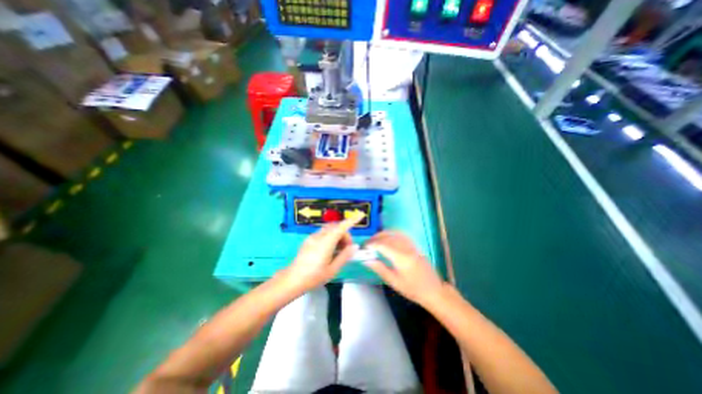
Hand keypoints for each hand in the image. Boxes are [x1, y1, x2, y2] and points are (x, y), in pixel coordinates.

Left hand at [279, 218, 358, 293]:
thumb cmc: (314, 277)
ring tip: (339, 250)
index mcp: (326, 243)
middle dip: (344, 234)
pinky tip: (330, 250)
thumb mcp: (333, 269)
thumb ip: (345, 256)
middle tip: (347, 248)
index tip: (360, 215)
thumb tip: (355, 246)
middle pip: (336, 227)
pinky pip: (323, 233)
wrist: (292, 280)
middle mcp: (319, 236)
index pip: (341, 227)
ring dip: (337, 235)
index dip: (351, 220)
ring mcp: (312, 237)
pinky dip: (330, 237)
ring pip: (329, 229)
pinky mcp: (308, 240)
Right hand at [365, 231, 445, 307]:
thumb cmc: (413, 289)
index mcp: (401, 258)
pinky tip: (388, 237)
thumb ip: (380, 269)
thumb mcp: (394, 282)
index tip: (364, 247)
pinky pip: (402, 234)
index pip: (383, 245)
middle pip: (388, 237)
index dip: (372, 244)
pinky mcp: (415, 245)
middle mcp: (406, 248)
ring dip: (383, 234)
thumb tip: (366, 260)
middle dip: (376, 238)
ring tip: (375, 239)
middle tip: (368, 244)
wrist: (434, 290)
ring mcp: (412, 245)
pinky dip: (392, 233)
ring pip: (395, 233)